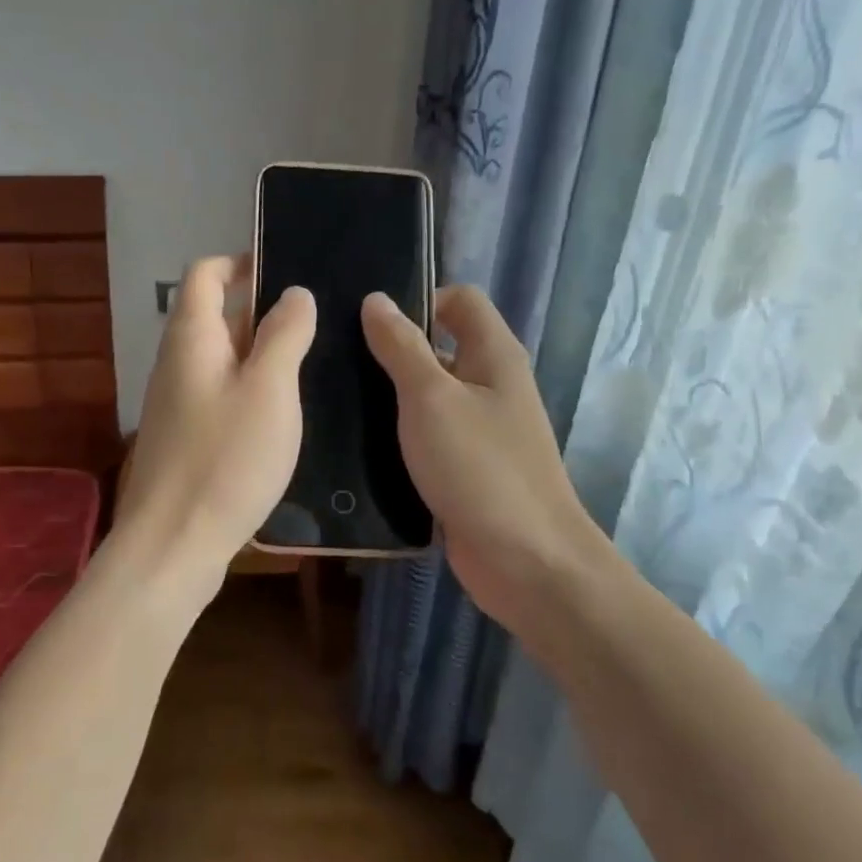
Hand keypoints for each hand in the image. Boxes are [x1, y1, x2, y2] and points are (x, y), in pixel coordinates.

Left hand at [116, 255, 315, 593]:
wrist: (173, 544)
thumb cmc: (225, 460)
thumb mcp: (269, 390)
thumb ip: (284, 335)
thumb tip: (294, 293)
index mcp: (191, 338)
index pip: (205, 274)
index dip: (241, 263)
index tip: (286, 271)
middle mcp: (176, 363)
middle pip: (214, 316)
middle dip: (261, 311)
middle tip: (315, 322)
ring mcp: (176, 404)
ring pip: (221, 360)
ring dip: (260, 354)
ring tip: (310, 364)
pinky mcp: (184, 439)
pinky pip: (219, 396)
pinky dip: (250, 391)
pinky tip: (283, 414)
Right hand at [361, 286, 620, 649]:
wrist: (526, 562)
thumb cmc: (481, 468)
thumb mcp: (432, 398)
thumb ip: (402, 347)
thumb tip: (376, 300)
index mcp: (494, 356)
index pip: (460, 300)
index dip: (420, 299)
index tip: (369, 321)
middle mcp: (491, 386)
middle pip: (439, 349)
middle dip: (392, 350)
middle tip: (337, 360)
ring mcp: (478, 432)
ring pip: (428, 398)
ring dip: (389, 398)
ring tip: (335, 399)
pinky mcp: (463, 471)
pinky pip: (426, 440)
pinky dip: (397, 439)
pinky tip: (355, 446)